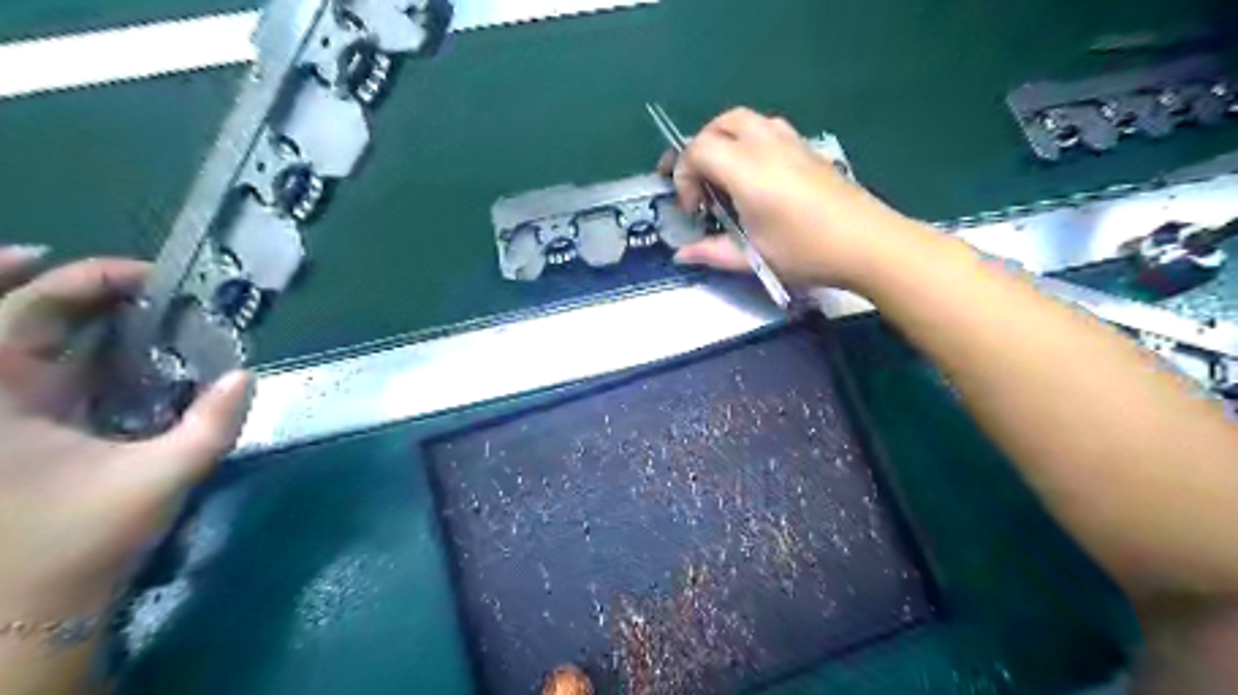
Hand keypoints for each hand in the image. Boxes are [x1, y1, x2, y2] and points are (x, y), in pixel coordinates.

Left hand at [0, 245, 247, 625]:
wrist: (23, 611)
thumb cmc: (77, 541)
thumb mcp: (159, 478)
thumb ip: (212, 424)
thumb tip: (246, 376)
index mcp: (0, 395)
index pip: (22, 307)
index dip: (81, 278)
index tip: (147, 276)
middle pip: (17, 314)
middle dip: (78, 288)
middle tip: (147, 284)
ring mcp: (3, 413)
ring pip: (29, 343)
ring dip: (82, 317)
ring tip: (143, 305)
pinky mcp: (22, 433)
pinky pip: (49, 375)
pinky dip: (84, 354)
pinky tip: (130, 355)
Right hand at [663, 106, 922, 288]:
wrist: (867, 243)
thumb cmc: (806, 251)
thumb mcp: (754, 258)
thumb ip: (712, 252)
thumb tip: (681, 255)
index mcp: (746, 170)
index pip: (698, 150)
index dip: (684, 176)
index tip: (695, 210)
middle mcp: (765, 145)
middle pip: (719, 124)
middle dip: (699, 149)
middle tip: (700, 183)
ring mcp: (791, 142)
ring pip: (746, 119)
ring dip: (725, 140)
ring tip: (725, 174)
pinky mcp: (809, 148)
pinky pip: (769, 128)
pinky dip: (750, 142)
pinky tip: (758, 176)